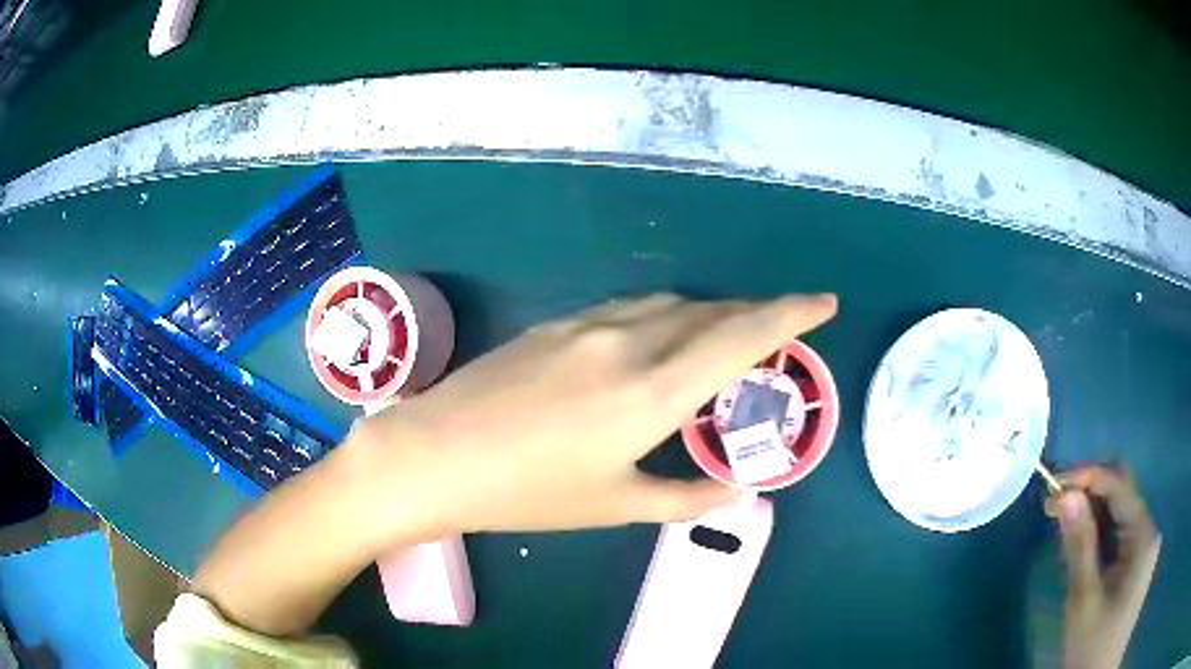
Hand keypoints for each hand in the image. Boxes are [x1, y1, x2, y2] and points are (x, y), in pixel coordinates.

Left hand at [347, 293, 837, 537]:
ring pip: (669, 305)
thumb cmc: (526, 492)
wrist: (434, 456)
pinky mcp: (555, 325)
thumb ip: (686, 497)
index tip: (823, 302)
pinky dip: (662, 318)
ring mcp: (586, 326)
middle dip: (753, 315)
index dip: (790, 313)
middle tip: (778, 330)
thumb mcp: (613, 506)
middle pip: (709, 311)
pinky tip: (657, 340)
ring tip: (724, 335)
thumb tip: (737, 493)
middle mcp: (627, 342)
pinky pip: (628, 309)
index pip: (741, 336)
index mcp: (652, 391)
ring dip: (707, 314)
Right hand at [1044, 467, 1160, 668]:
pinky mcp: (1136, 563)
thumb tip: (1065, 497)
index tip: (1052, 487)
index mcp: (1143, 534)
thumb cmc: (1095, 646)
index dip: (1088, 478)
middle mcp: (1148, 530)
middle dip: (1090, 494)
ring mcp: (1143, 547)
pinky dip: (1099, 537)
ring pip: (1120, 516)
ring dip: (1092, 517)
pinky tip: (1081, 550)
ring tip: (1062, 530)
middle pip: (1122, 495)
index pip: (1120, 486)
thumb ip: (1079, 548)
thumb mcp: (1085, 602)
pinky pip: (1119, 537)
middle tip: (1054, 508)